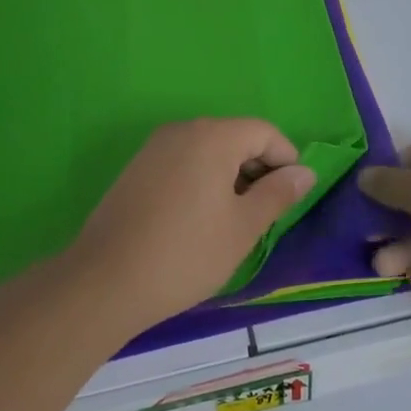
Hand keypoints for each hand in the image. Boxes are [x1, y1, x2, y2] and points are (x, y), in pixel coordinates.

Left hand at [68, 119, 314, 332]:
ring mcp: (155, 147)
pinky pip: (183, 161)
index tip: (290, 197)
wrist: (106, 280)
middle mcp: (183, 130)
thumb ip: (278, 194)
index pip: (264, 132)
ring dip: (230, 176)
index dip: (285, 160)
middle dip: (257, 168)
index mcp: (213, 136)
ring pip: (208, 150)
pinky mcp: (137, 167)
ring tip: (233, 220)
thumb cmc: (186, 253)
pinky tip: (199, 218)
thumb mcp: (243, 227)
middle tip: (264, 214)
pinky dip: (202, 179)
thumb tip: (305, 172)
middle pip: (235, 136)